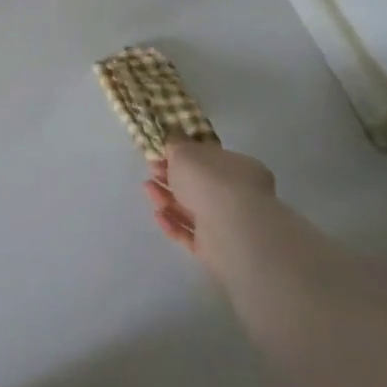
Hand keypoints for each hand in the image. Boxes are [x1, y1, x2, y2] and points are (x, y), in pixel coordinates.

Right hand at [145, 141, 276, 271]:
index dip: (184, 155)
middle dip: (171, 177)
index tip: (162, 153)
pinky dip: (173, 224)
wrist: (231, 231)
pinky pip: (191, 235)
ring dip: (168, 199)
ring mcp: (228, 224)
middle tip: (151, 171)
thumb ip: (176, 143)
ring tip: (147, 189)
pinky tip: (157, 215)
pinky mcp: (217, 250)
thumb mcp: (186, 150)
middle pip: (199, 185)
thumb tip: (174, 135)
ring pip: (193, 209)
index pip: (210, 159)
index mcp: (238, 167)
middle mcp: (238, 195)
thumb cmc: (210, 180)